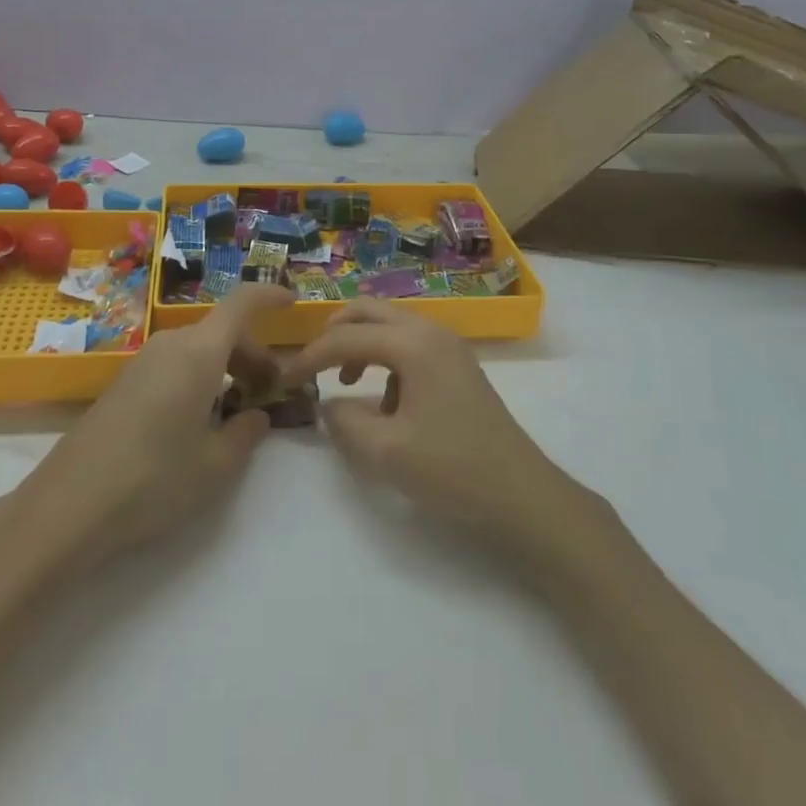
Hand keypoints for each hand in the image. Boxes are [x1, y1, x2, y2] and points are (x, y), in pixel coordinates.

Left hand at [0, 284, 293, 570]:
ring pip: (198, 349)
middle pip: (222, 331)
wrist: (66, 507)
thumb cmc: (152, 480)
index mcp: (199, 352)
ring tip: (236, 410)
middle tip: (270, 392)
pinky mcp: (123, 384)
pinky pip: (174, 365)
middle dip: (253, 354)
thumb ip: (245, 434)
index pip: (242, 303)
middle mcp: (171, 345)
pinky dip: (198, 378)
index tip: (292, 302)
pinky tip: (197, 421)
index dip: (269, 296)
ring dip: (225, 367)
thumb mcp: (215, 466)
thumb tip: (255, 415)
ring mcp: (142, 362)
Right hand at [282, 300, 588, 555]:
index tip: (283, 381)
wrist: (522, 494)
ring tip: (345, 383)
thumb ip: (345, 421)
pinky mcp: (457, 364)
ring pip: (390, 324)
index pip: (346, 337)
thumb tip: (329, 403)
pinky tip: (386, 401)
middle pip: (368, 310)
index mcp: (412, 343)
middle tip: (312, 365)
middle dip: (334, 333)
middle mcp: (430, 331)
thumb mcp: (386, 452)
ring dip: (360, 343)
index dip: (309, 357)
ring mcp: (448, 345)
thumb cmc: (452, 470)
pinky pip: (409, 343)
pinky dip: (385, 357)